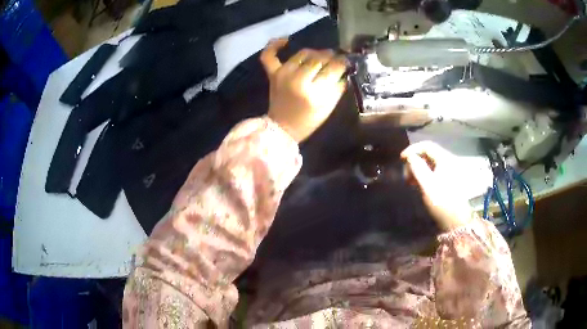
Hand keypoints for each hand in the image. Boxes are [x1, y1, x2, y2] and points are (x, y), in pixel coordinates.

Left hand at [260, 38, 347, 141]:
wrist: (282, 128)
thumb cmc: (308, 120)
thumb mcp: (329, 107)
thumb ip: (338, 86)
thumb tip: (344, 69)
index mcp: (314, 92)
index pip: (333, 68)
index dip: (343, 63)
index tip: (347, 62)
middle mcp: (298, 79)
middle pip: (319, 58)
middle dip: (331, 57)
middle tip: (336, 59)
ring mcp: (283, 74)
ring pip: (303, 53)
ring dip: (315, 53)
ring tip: (321, 57)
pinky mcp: (273, 74)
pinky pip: (269, 55)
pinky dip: (274, 45)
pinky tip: (286, 40)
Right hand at [401, 141, 473, 231]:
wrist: (455, 220)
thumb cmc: (442, 201)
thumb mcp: (427, 185)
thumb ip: (418, 168)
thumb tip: (410, 156)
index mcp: (445, 159)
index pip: (427, 146)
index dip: (413, 149)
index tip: (401, 159)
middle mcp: (448, 161)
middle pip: (428, 153)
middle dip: (415, 161)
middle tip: (405, 174)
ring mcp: (449, 170)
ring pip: (430, 163)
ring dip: (418, 168)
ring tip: (410, 181)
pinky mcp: (448, 179)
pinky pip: (433, 170)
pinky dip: (424, 174)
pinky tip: (418, 184)